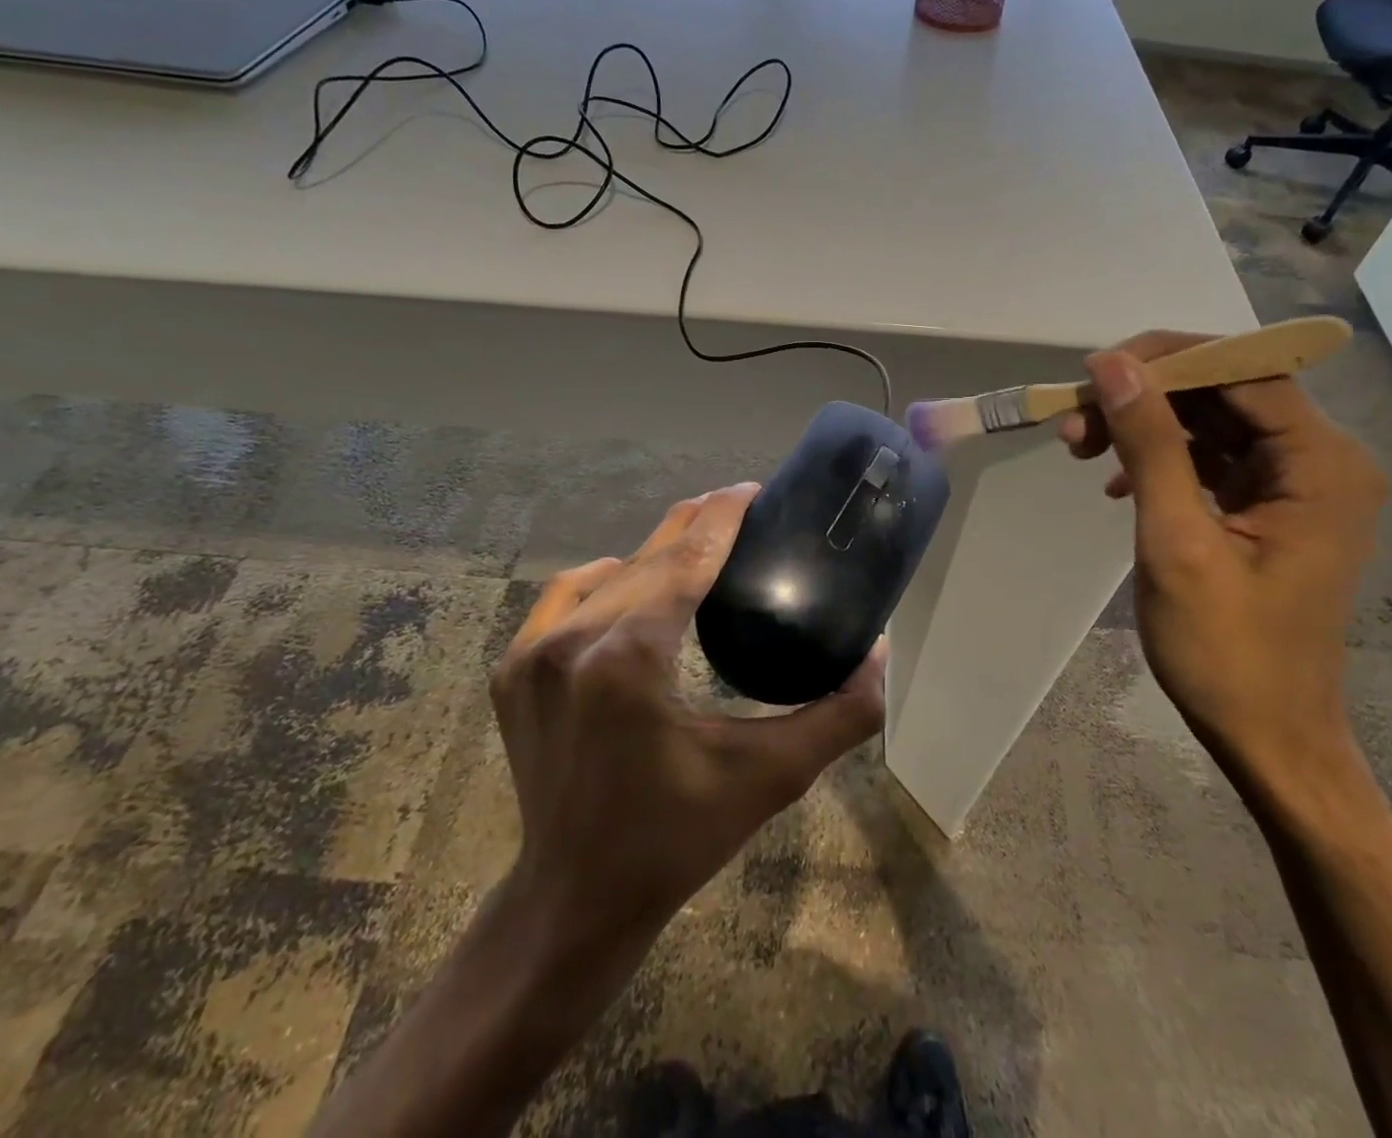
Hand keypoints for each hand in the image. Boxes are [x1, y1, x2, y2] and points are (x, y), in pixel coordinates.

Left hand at [492, 482, 886, 958]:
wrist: (573, 900)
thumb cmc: (675, 840)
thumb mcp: (769, 779)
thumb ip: (838, 715)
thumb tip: (880, 654)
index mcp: (629, 659)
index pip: (686, 558)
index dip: (723, 515)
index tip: (753, 490)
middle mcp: (572, 642)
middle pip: (648, 556)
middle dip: (697, 525)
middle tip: (740, 511)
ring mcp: (532, 654)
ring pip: (608, 574)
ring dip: (655, 554)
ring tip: (698, 551)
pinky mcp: (511, 670)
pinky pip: (563, 596)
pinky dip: (603, 579)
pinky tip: (629, 582)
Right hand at [1058, 332, 1386, 785]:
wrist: (1267, 736)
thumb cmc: (1226, 651)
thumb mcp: (1177, 540)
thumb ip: (1150, 444)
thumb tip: (1111, 366)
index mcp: (1321, 464)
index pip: (1243, 370)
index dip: (1165, 360)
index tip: (1092, 374)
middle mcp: (1321, 460)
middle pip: (1224, 391)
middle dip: (1145, 397)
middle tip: (1075, 421)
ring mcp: (1296, 484)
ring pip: (1210, 421)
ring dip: (1143, 426)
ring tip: (1081, 448)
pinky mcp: (1269, 507)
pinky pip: (1210, 457)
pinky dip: (1160, 458)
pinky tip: (1117, 483)